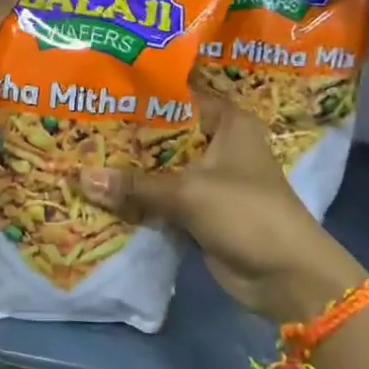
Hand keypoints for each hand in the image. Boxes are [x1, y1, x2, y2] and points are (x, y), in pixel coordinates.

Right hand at [78, 73, 368, 322]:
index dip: (142, 94)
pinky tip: (100, 191)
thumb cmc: (246, 213)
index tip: (101, 90)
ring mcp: (208, 179)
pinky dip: (138, 198)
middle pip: (165, 133)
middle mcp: (218, 144)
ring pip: (160, 167)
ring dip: (129, 169)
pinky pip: (161, 197)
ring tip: (81, 153)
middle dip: (127, 134)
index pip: (178, 96)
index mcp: (227, 122)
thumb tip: (80, 178)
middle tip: (80, 123)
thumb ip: (135, 185)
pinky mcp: (199, 210)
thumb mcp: (188, 193)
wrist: (288, 278)